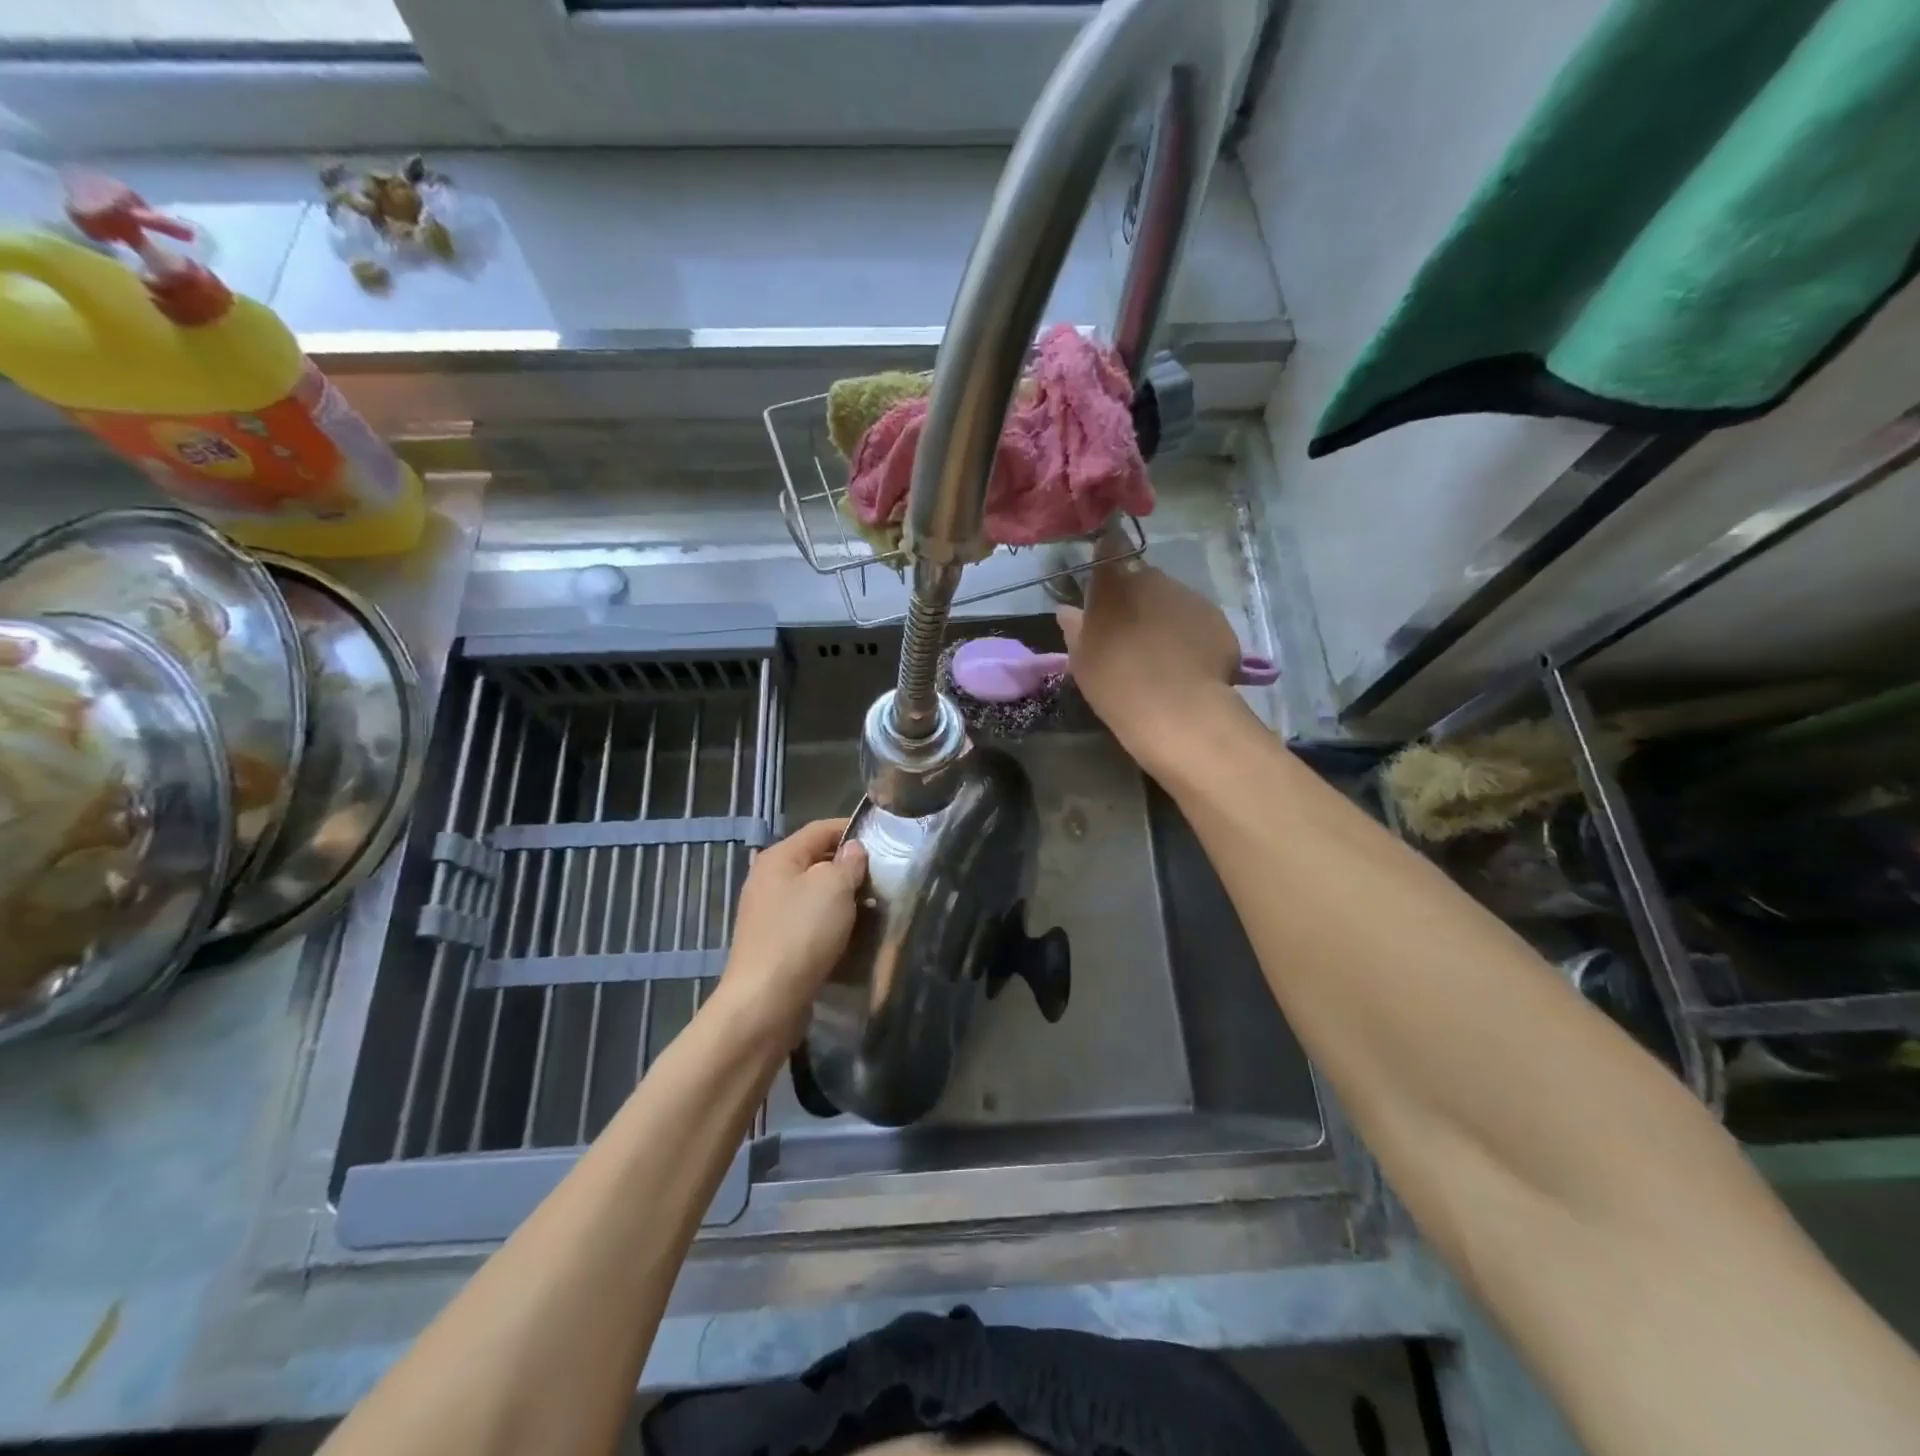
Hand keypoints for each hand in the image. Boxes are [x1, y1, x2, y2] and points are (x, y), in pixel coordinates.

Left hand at [713, 818, 867, 1044]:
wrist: (766, 1001)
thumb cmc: (802, 933)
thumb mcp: (834, 887)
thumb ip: (848, 863)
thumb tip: (853, 851)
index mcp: (779, 857)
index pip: (821, 828)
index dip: (853, 829)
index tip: (886, 839)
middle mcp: (769, 880)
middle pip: (817, 861)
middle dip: (851, 867)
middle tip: (884, 878)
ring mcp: (770, 914)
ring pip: (815, 895)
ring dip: (844, 899)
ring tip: (875, 908)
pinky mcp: (776, 944)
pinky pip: (810, 923)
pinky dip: (832, 924)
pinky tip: (853, 935)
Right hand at [1057, 560, 1247, 773]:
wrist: (1176, 709)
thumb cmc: (1115, 683)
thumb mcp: (1083, 660)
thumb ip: (1076, 630)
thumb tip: (1067, 611)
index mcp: (1114, 585)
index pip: (1109, 548)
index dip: (1108, 556)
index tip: (1105, 577)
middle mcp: (1153, 579)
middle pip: (1143, 579)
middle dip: (1137, 598)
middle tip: (1130, 633)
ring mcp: (1189, 597)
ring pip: (1173, 599)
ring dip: (1165, 616)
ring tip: (1162, 654)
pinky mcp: (1218, 619)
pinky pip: (1199, 621)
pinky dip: (1192, 635)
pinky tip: (1187, 665)